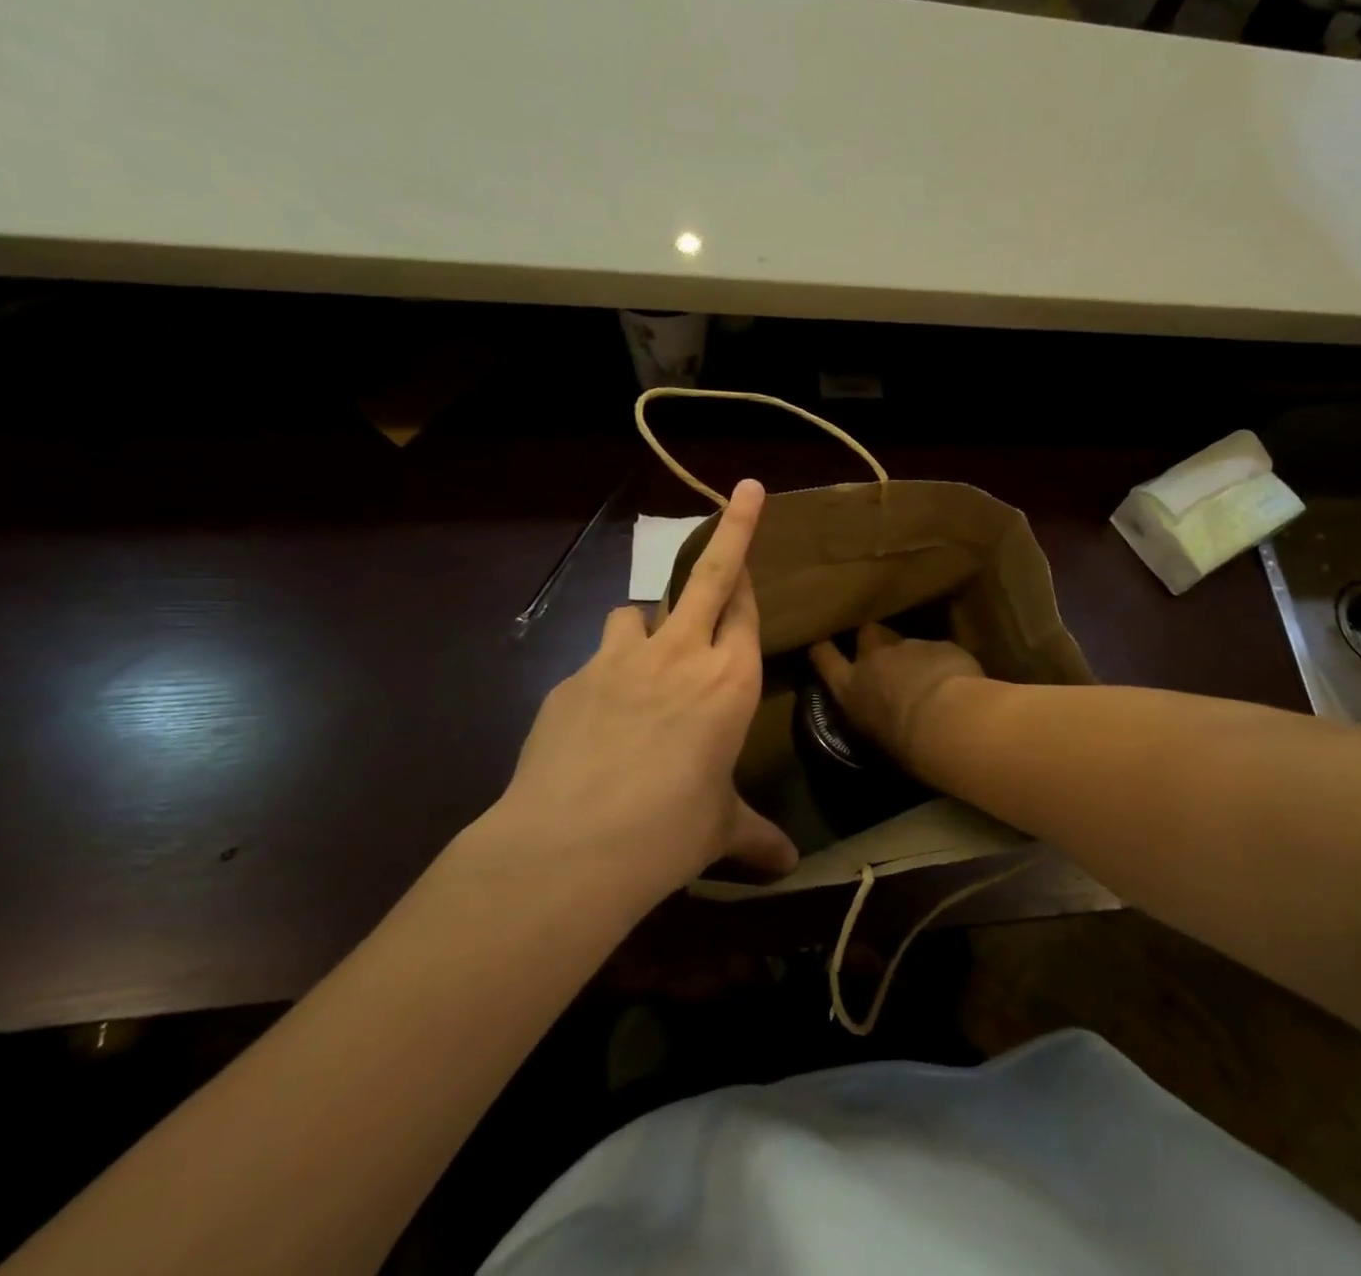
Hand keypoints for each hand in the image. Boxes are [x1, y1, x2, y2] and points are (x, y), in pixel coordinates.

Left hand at [477, 479, 797, 902]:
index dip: (751, 578)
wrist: (572, 846)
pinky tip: (598, 717)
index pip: (746, 610)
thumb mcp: (720, 830)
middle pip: (710, 574)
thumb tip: (788, 870)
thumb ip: (756, 838)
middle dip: (734, 528)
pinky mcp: (574, 677)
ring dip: (648, 619)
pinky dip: (607, 671)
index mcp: (730, 681)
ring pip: (640, 610)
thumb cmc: (670, 832)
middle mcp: (681, 655)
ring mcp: (622, 658)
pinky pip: (599, 657)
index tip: (751, 556)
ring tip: (645, 655)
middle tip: (747, 491)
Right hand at [808, 624, 985, 769]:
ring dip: (912, 656)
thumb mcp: (876, 743)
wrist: (947, 721)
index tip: (824, 647)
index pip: (823, 657)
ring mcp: (909, 647)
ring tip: (928, 679)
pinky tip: (956, 682)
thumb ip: (872, 722)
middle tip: (884, 658)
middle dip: (873, 641)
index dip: (823, 650)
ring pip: (905, 642)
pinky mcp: (941, 645)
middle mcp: (874, 659)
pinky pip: (938, 650)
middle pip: (866, 634)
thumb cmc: (904, 746)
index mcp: (850, 687)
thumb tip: (878, 723)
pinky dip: (942, 663)